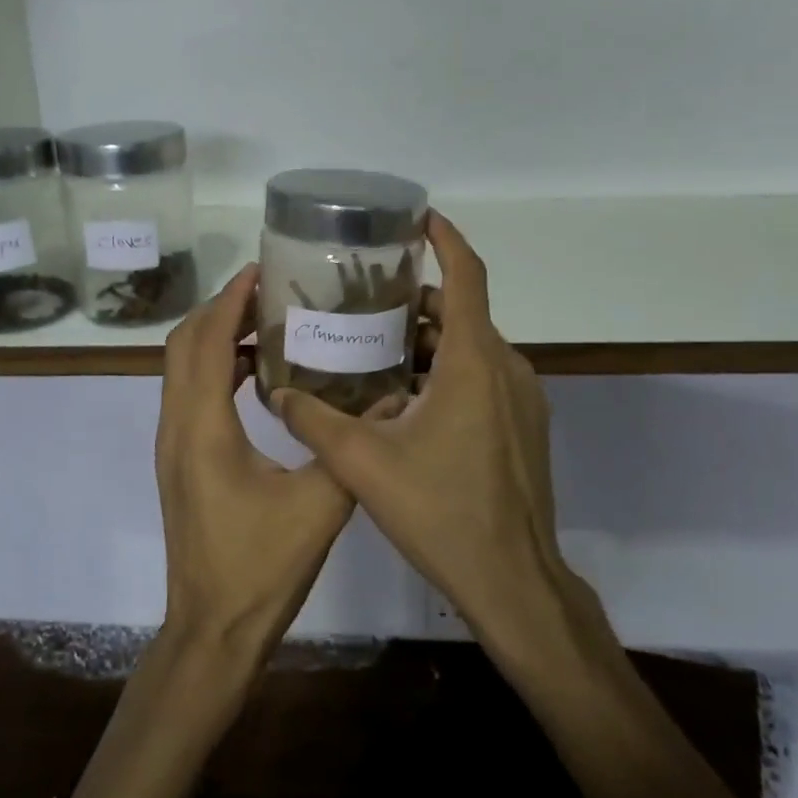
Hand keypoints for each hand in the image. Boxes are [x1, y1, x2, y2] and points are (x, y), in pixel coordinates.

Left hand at [155, 264, 354, 664]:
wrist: (212, 630)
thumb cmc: (261, 568)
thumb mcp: (320, 505)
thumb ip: (352, 446)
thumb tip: (393, 397)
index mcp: (203, 428)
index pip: (204, 341)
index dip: (228, 299)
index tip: (261, 270)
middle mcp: (177, 426)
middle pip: (183, 344)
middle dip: (220, 308)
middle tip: (269, 291)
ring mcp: (172, 444)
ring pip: (180, 368)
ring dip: (214, 336)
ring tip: (266, 320)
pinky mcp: (180, 460)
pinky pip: (189, 393)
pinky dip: (214, 367)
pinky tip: (256, 373)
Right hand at [271, 213, 596, 654]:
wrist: (512, 580)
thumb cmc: (441, 511)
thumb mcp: (362, 463)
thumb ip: (313, 421)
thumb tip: (273, 392)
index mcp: (473, 361)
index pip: (467, 276)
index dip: (445, 239)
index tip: (418, 218)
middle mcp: (506, 368)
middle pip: (462, 312)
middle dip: (415, 300)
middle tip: (363, 300)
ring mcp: (522, 398)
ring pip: (471, 347)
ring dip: (427, 341)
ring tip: (373, 348)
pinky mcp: (524, 425)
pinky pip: (484, 377)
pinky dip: (447, 370)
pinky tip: (405, 398)